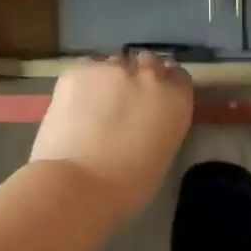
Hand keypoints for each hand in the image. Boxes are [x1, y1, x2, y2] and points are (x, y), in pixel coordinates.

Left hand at [31, 53, 192, 220]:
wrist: (78, 185)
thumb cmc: (127, 187)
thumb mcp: (161, 153)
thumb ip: (159, 125)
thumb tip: (146, 119)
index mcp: (175, 99)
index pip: (178, 76)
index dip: (164, 86)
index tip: (152, 101)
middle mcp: (148, 75)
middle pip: (147, 63)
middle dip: (137, 78)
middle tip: (121, 103)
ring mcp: (112, 68)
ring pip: (113, 65)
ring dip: (108, 80)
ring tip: (93, 107)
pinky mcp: (79, 71)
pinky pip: (85, 71)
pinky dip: (82, 85)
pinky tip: (73, 107)